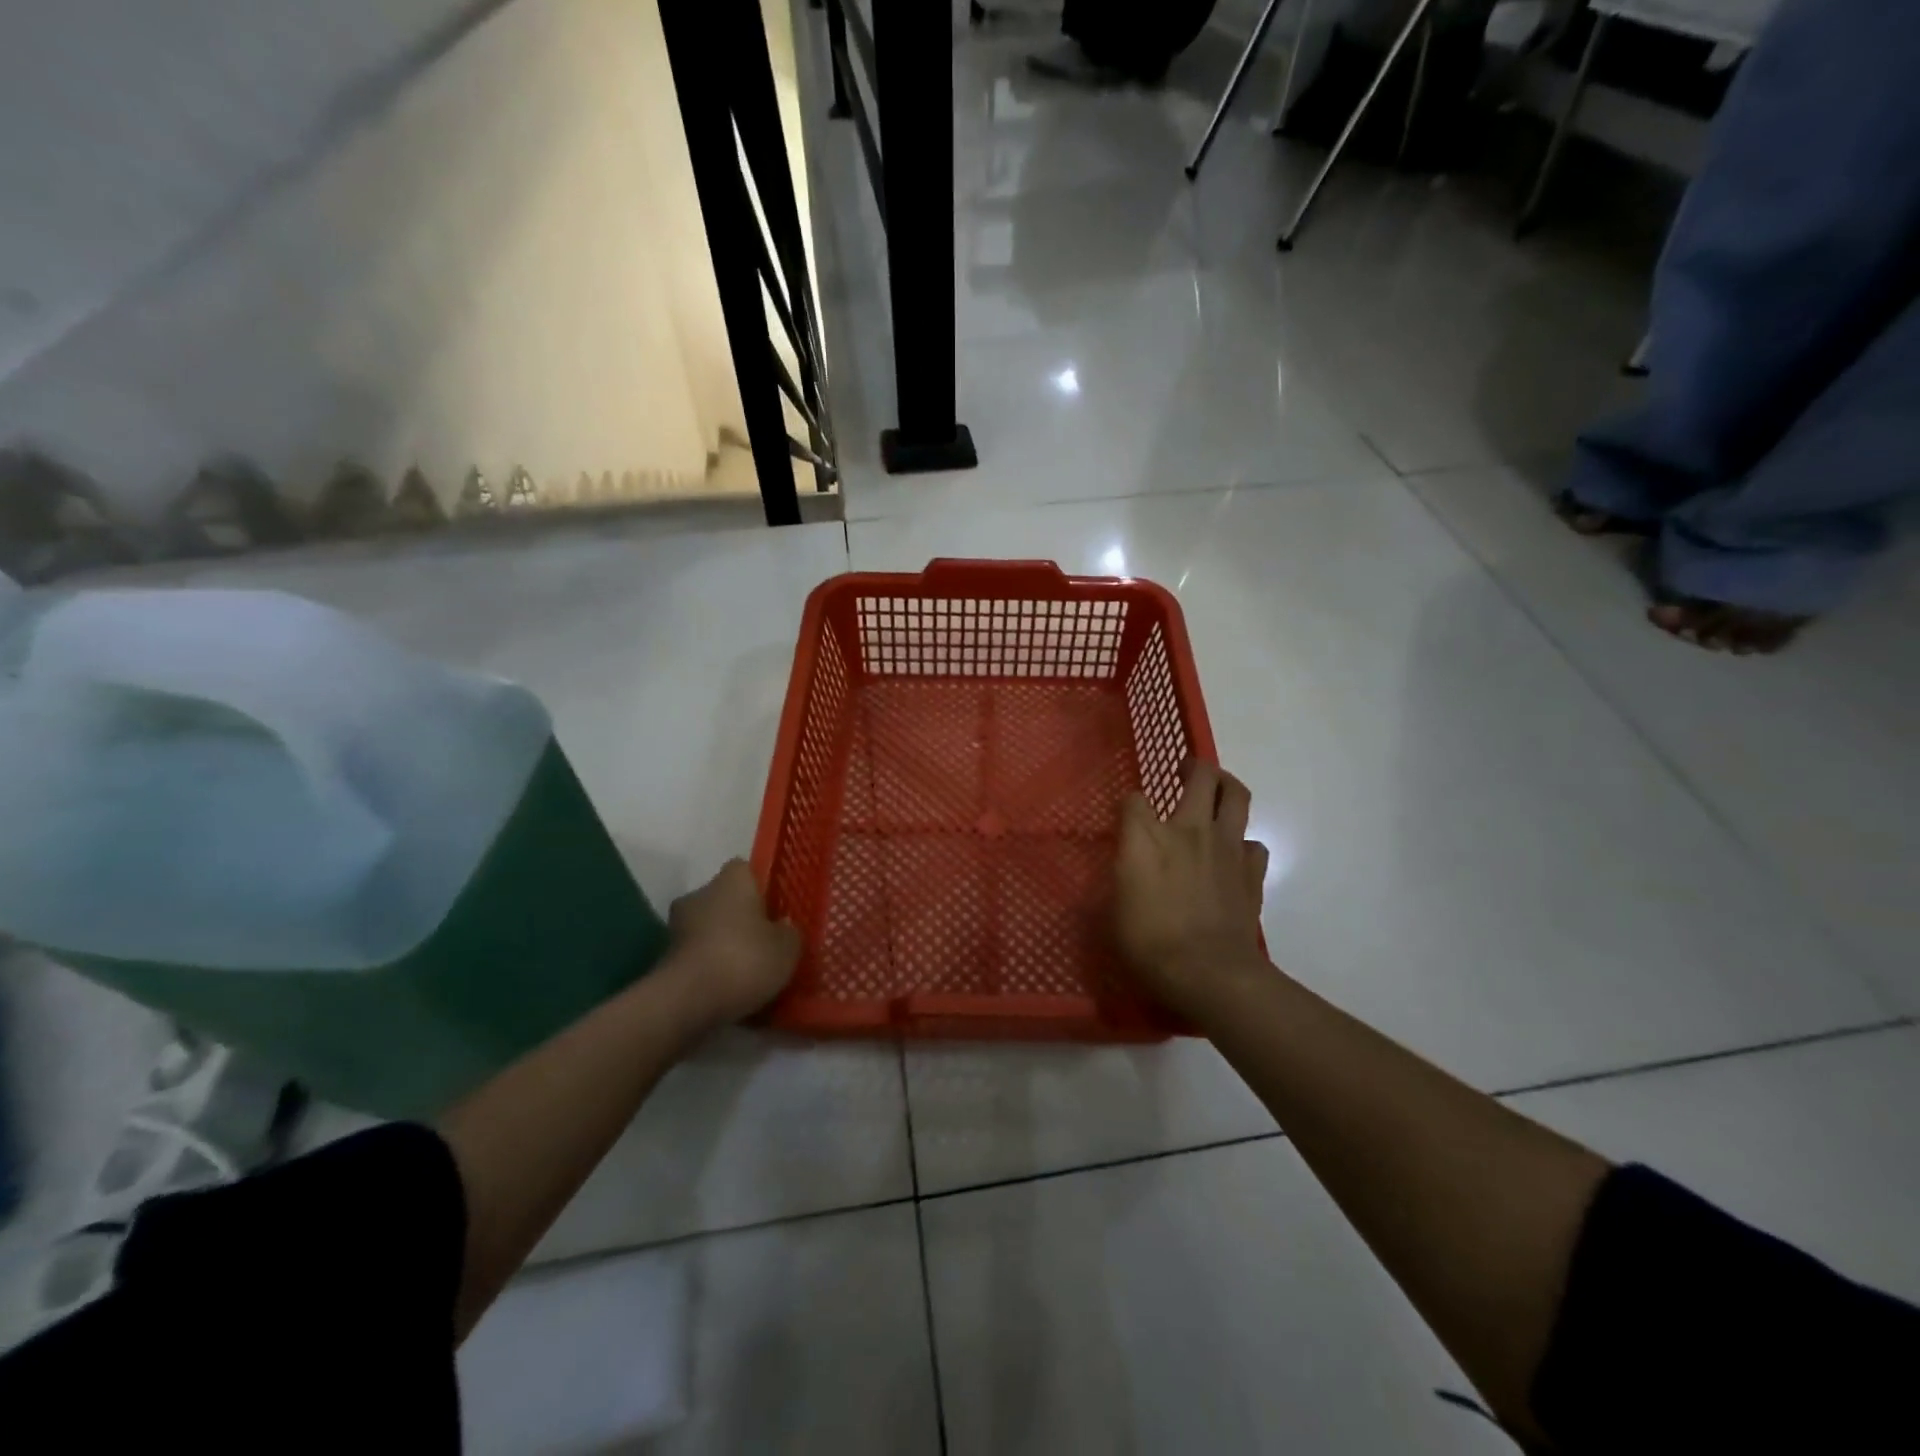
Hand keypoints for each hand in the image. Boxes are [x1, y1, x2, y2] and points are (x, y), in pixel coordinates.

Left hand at [665, 860, 801, 1027]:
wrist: (686, 1002)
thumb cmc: (744, 959)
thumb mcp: (787, 948)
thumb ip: (789, 932)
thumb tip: (782, 926)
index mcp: (733, 880)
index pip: (745, 870)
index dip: (760, 887)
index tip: (773, 908)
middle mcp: (700, 894)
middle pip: (724, 899)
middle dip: (740, 917)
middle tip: (763, 941)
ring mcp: (677, 926)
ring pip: (708, 928)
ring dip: (722, 942)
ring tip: (746, 970)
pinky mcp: (665, 958)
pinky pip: (697, 955)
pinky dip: (709, 966)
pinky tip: (726, 987)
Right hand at [1115, 758, 1270, 1019]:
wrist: (1208, 971)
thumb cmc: (1148, 941)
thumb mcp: (1111, 910)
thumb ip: (1119, 878)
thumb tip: (1123, 868)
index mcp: (1146, 836)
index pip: (1134, 799)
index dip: (1130, 804)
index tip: (1127, 816)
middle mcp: (1188, 829)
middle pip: (1201, 776)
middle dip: (1194, 767)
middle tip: (1186, 771)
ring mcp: (1226, 847)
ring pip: (1237, 796)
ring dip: (1227, 787)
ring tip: (1217, 793)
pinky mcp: (1251, 871)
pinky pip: (1253, 843)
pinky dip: (1243, 844)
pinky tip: (1233, 856)